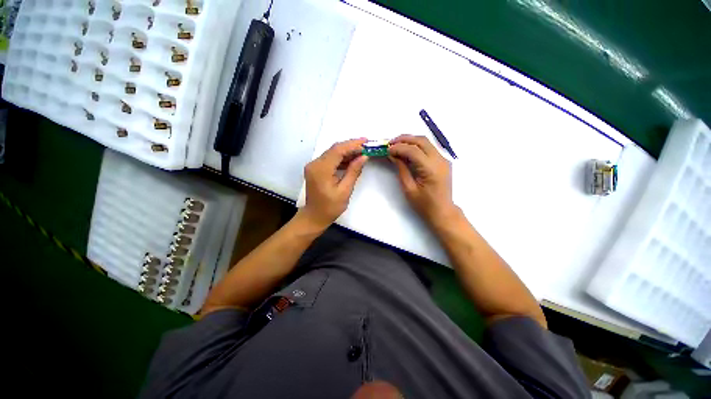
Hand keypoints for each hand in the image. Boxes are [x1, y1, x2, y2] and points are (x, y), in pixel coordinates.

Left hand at [301, 138, 368, 229]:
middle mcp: (315, 164)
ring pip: (332, 153)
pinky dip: (340, 159)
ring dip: (346, 152)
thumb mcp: (345, 190)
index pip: (338, 150)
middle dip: (351, 146)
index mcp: (321, 169)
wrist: (314, 216)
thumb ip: (354, 171)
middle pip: (334, 149)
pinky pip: (329, 159)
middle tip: (366, 146)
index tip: (366, 142)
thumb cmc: (330, 207)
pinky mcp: (315, 169)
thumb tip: (364, 157)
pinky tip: (351, 160)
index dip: (352, 144)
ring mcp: (313, 166)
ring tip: (362, 153)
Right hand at [389, 135, 455, 224]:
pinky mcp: (443, 161)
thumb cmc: (424, 204)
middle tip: (390, 143)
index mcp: (431, 169)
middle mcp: (440, 160)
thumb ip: (401, 169)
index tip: (387, 149)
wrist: (442, 211)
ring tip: (397, 145)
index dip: (399, 148)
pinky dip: (417, 146)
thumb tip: (393, 155)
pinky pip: (429, 148)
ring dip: (411, 141)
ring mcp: (443, 159)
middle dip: (404, 139)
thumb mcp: (408, 188)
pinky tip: (407, 151)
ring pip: (426, 142)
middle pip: (421, 141)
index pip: (413, 150)